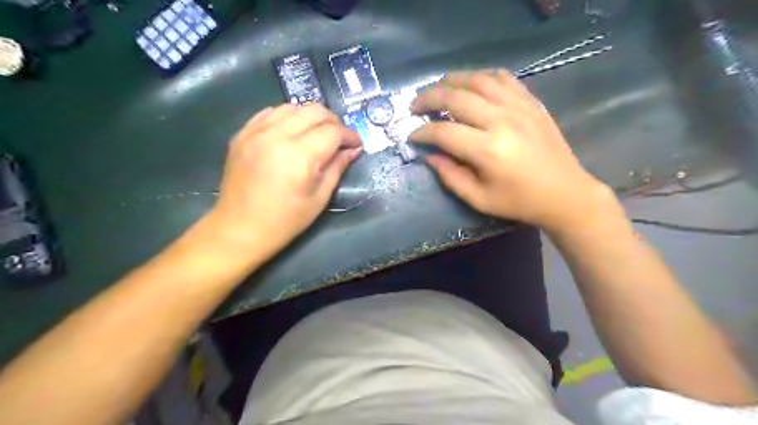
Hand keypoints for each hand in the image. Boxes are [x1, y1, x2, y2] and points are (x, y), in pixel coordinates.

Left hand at [206, 104, 360, 258]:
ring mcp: (256, 132)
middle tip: (339, 138)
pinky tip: (292, 132)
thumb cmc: (286, 220)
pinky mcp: (242, 134)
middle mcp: (277, 136)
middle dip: (333, 121)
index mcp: (299, 156)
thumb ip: (338, 168)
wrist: (240, 228)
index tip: (356, 144)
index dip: (349, 135)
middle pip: (314, 111)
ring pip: (292, 107)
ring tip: (316, 134)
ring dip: (310, 117)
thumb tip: (353, 149)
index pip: (332, 131)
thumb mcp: (319, 198)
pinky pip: (269, 113)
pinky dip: (287, 117)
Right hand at [411, 70, 611, 231]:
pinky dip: (480, 77)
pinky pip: (502, 78)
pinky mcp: (531, 102)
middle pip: (455, 97)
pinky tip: (470, 85)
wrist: (565, 193)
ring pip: (477, 80)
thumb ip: (450, 177)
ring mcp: (519, 106)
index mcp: (488, 150)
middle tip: (415, 107)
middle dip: (428, 99)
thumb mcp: (479, 199)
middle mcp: (501, 120)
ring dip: (451, 81)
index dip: (422, 133)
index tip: (412, 136)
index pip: (443, 132)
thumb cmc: (520, 201)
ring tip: (437, 90)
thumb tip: (430, 155)